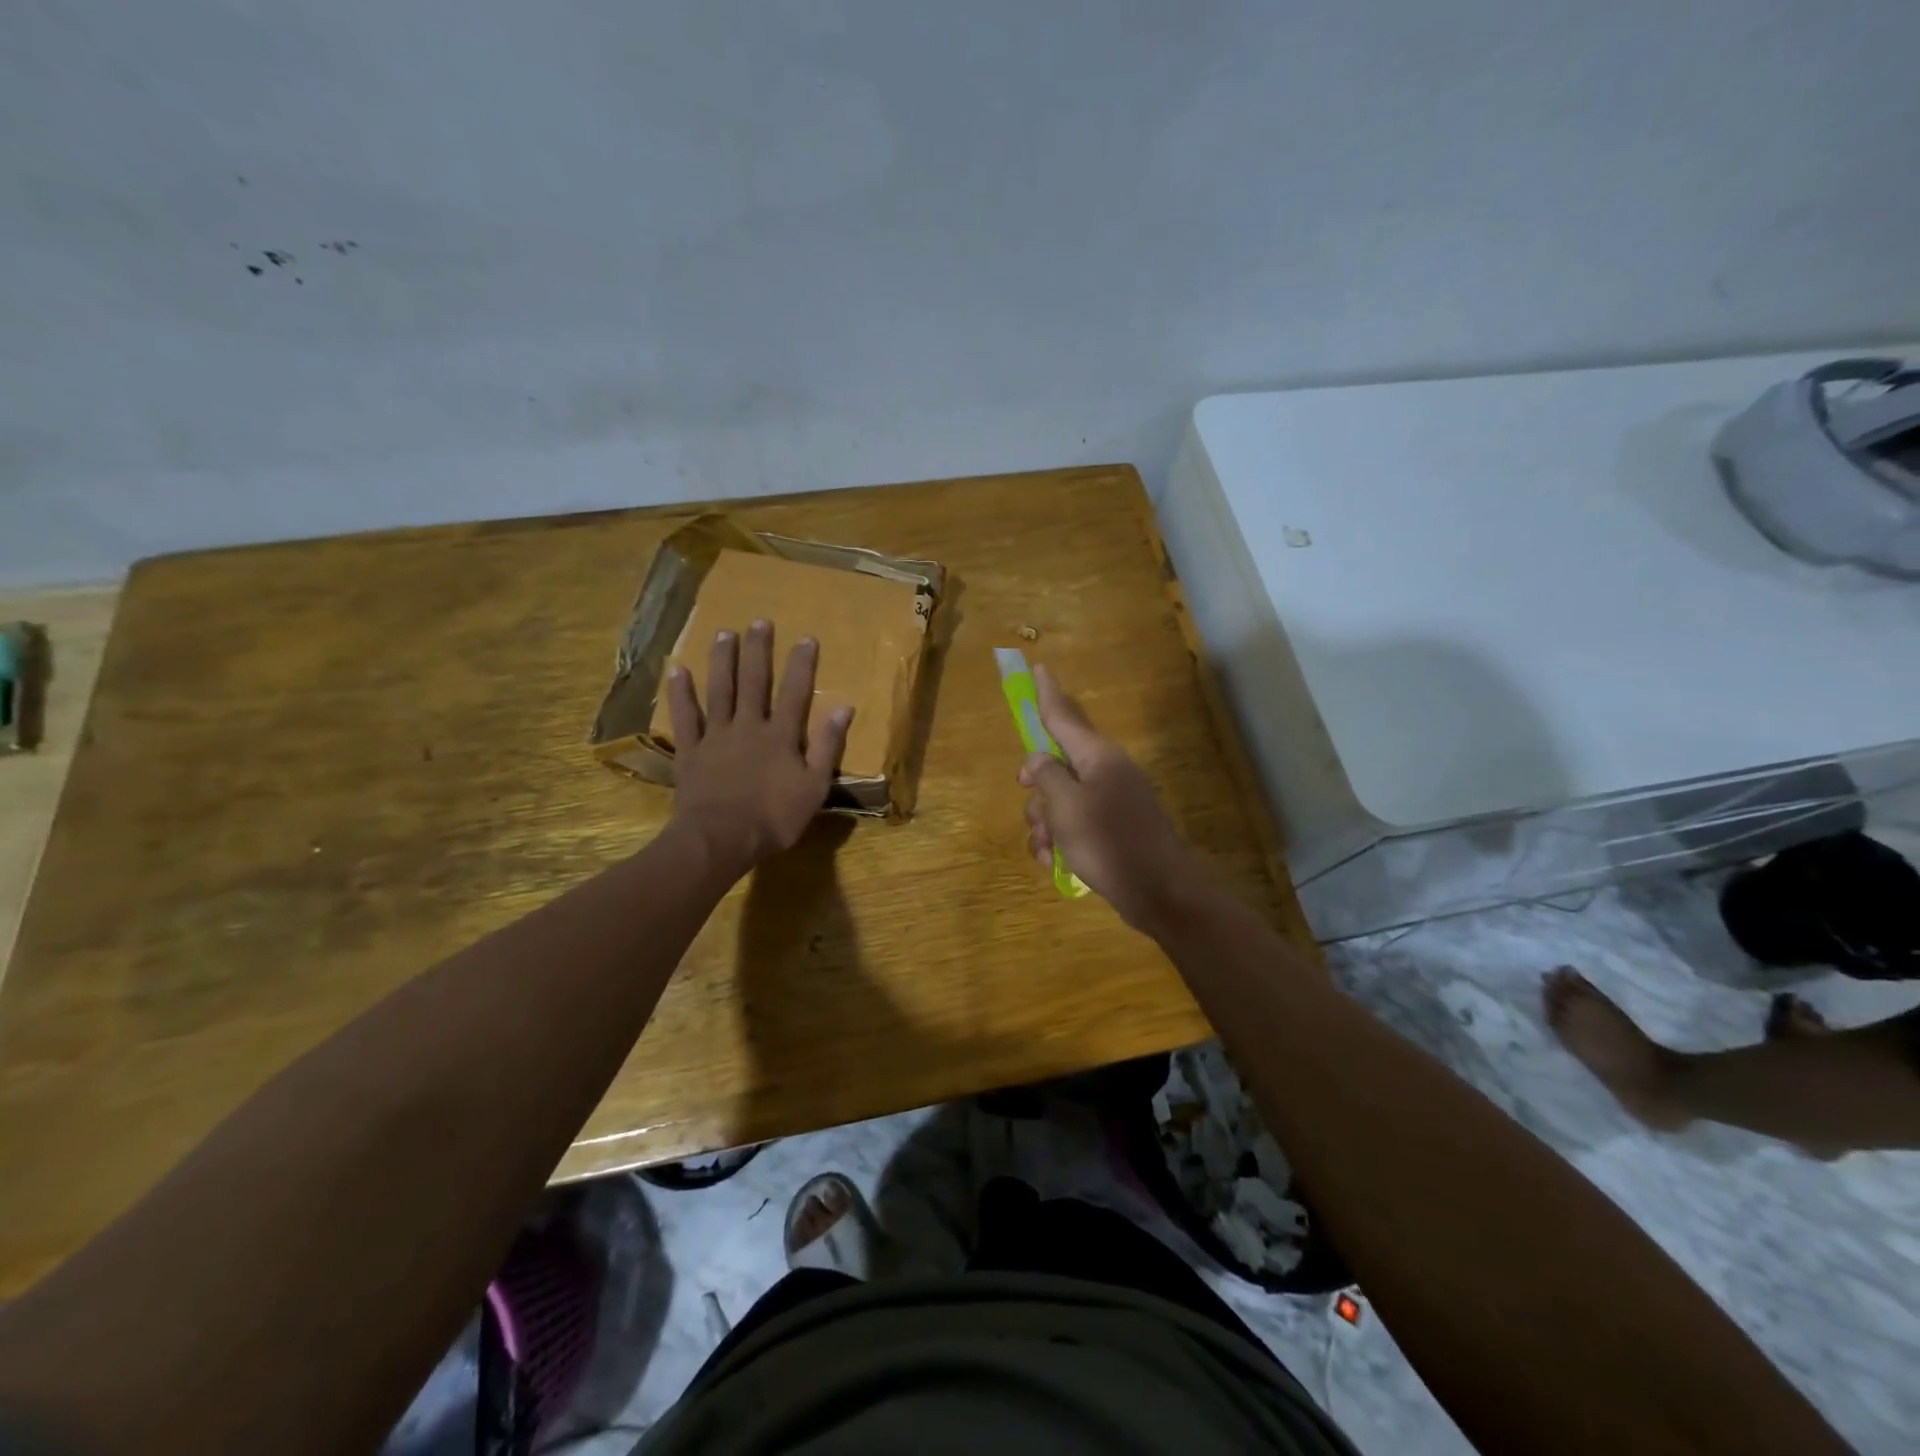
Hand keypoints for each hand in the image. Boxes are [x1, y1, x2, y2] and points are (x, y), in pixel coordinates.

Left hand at [666, 619, 852, 875]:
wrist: (720, 839)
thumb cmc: (774, 818)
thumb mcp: (814, 788)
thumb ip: (828, 747)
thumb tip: (843, 709)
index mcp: (781, 736)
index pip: (796, 692)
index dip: (802, 665)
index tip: (806, 638)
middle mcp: (748, 726)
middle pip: (754, 682)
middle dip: (758, 651)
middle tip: (759, 622)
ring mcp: (716, 736)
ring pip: (719, 691)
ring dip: (722, 661)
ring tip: (724, 633)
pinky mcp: (690, 751)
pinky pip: (685, 717)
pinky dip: (681, 694)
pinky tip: (678, 670)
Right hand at [1019, 664, 1204, 931]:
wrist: (1158, 890)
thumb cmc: (1109, 841)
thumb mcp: (1066, 806)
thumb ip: (1046, 775)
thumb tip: (1038, 760)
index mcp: (1097, 757)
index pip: (1064, 717)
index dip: (1047, 694)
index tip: (1039, 668)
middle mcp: (1104, 772)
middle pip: (1056, 765)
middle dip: (1036, 790)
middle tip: (1032, 803)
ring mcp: (1110, 802)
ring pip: (1060, 799)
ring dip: (1044, 823)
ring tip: (1047, 849)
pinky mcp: (1110, 829)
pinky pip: (1074, 824)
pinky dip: (1059, 840)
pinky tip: (1054, 862)